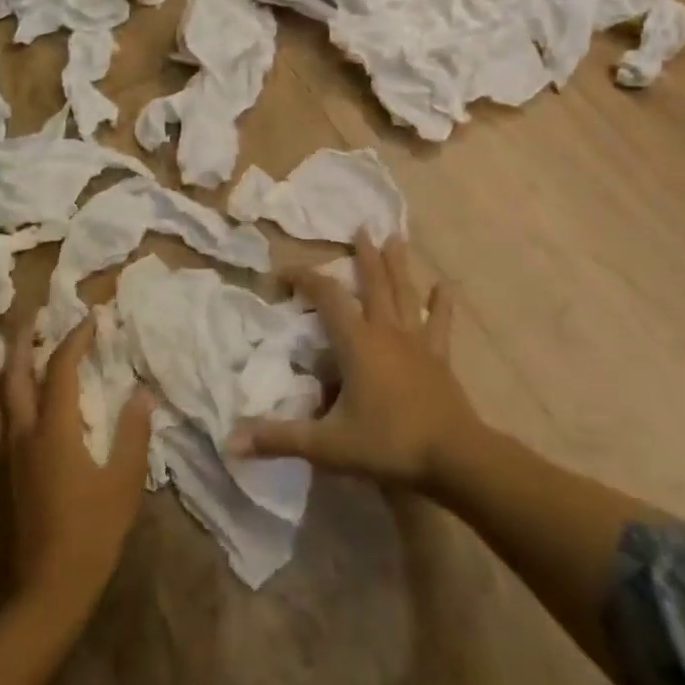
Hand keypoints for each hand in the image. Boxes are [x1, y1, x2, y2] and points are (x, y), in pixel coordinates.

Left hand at [1, 317, 154, 624]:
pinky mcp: (6, 471)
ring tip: (21, 345)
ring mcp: (10, 453)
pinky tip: (12, 395)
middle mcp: (24, 433)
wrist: (47, 590)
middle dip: (24, 340)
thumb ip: (133, 433)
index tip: (92, 318)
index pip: (61, 368)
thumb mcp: (124, 482)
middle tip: (36, 315)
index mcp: (55, 430)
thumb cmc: (92, 533)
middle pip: (14, 374)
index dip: (76, 339)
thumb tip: (142, 393)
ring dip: (9, 363)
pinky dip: (1, 394)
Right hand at [230, 232, 477, 489]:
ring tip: (396, 238)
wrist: (454, 457)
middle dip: (365, 256)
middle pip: (374, 283)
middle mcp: (386, 331)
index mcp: (357, 343)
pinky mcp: (439, 357)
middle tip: (362, 228)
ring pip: (405, 293)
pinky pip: (440, 323)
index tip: (284, 271)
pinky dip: (442, 303)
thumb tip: (230, 440)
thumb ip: (280, 438)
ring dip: (398, 265)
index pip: (327, 297)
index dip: (305, 278)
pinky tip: (446, 285)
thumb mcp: (328, 445)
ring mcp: (417, 341)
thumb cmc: (388, 444)